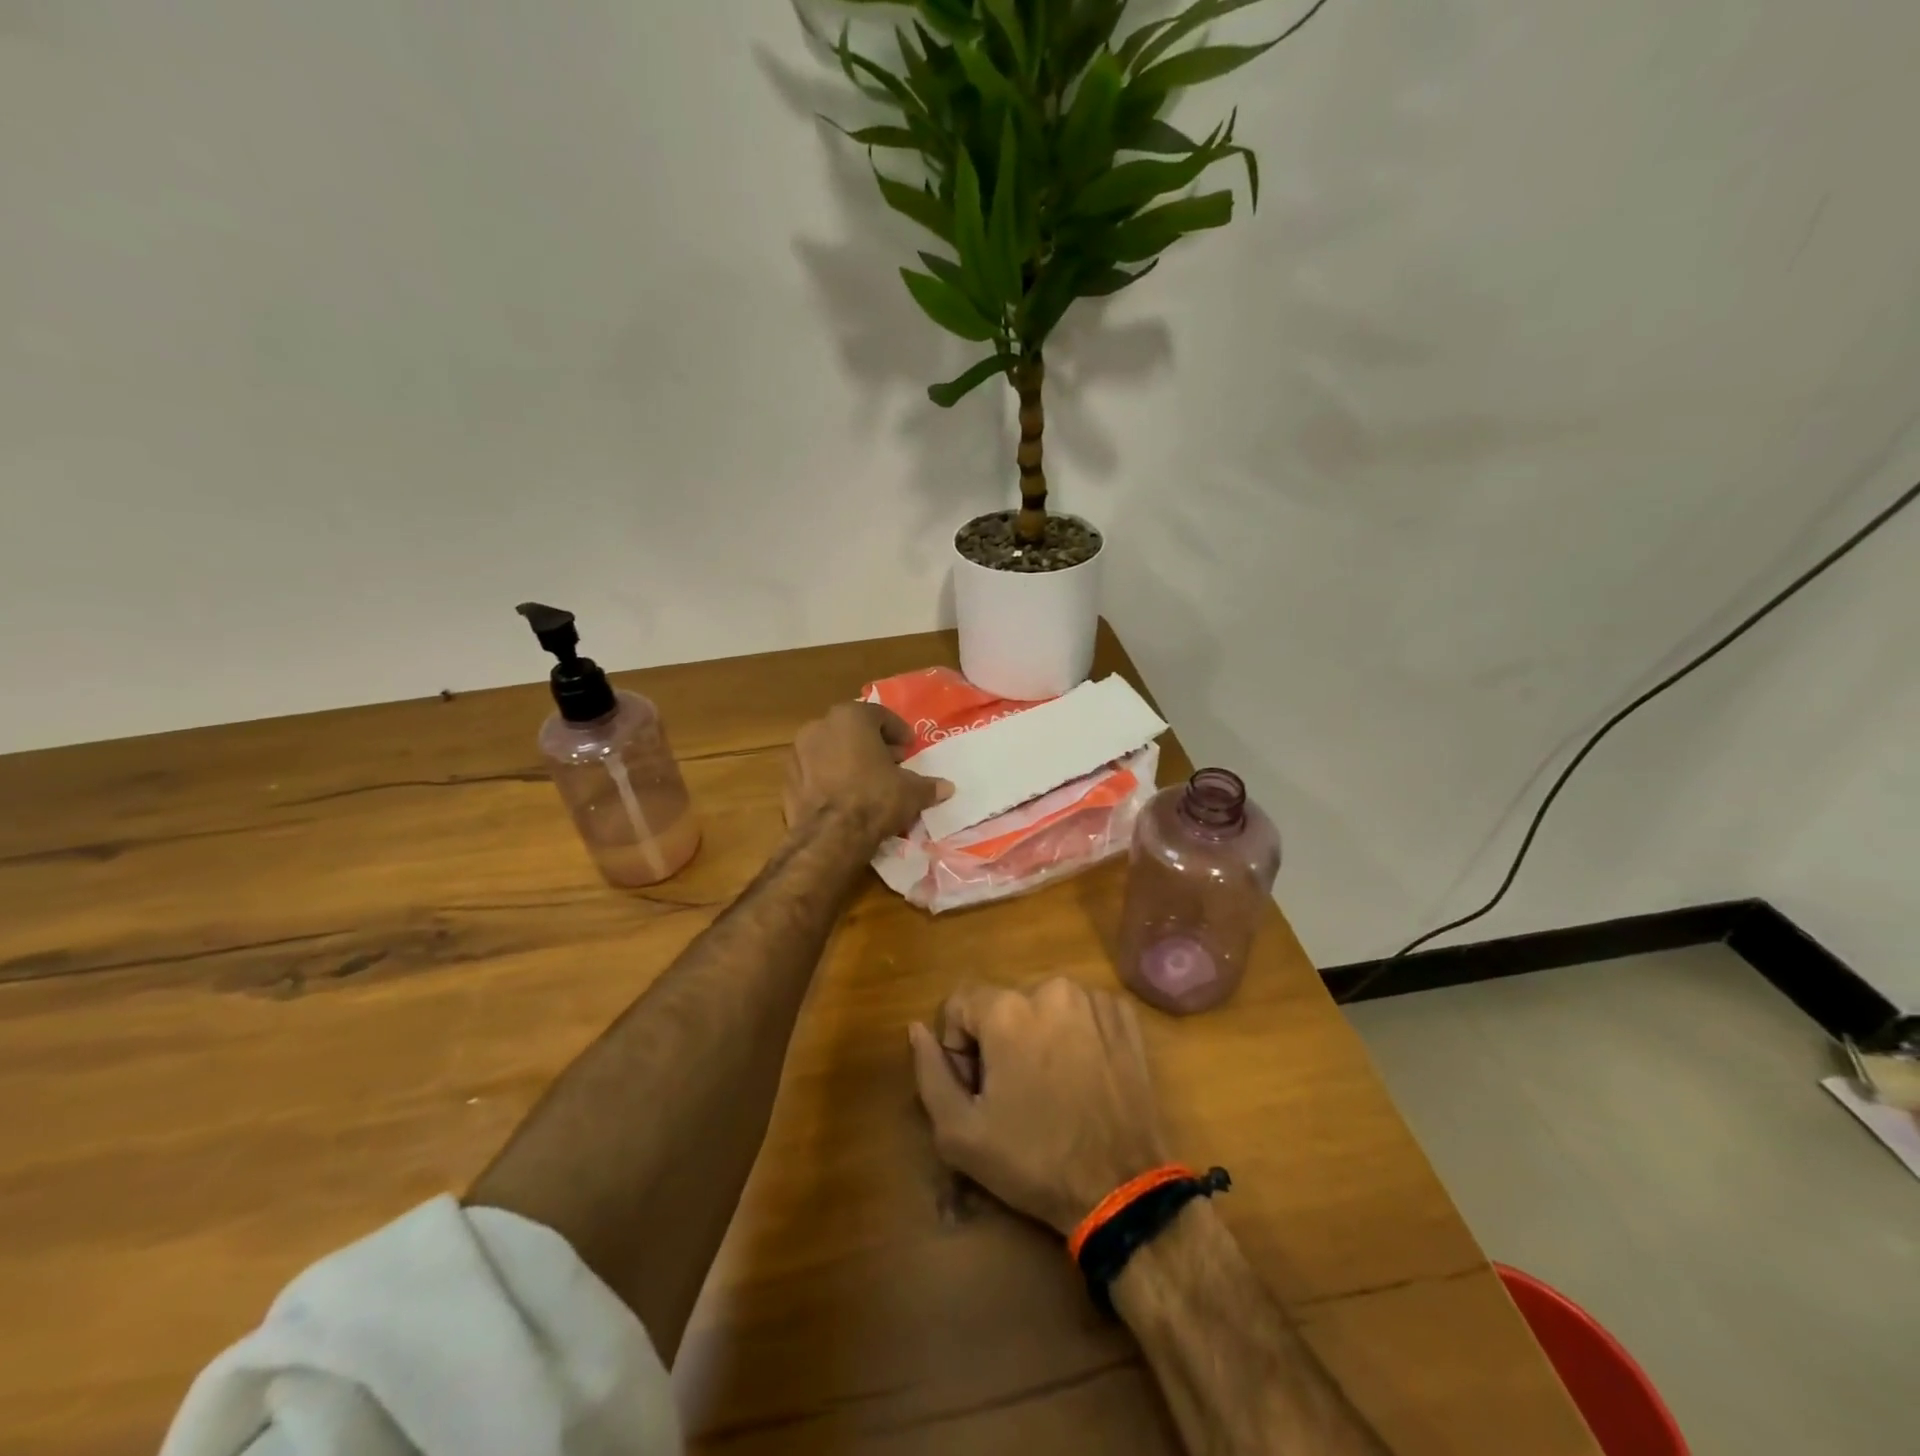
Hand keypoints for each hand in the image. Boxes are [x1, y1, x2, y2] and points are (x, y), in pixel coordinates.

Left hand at [783, 702, 951, 842]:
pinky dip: (830, 777)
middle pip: (852, 730)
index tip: (909, 748)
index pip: (880, 715)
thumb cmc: (874, 799)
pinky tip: (845, 796)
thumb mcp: (911, 792)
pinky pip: (815, 771)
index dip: (898, 732)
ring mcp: (798, 751)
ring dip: (849, 760)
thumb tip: (947, 788)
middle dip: (873, 744)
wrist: (829, 836)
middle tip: (891, 763)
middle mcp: (820, 726)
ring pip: (831, 749)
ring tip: (867, 781)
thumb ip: (928, 785)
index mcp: (850, 717)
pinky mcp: (787, 778)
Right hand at [910, 979, 1170, 1234]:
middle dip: (998, 1040)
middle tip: (1013, 1092)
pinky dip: (1075, 1033)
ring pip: (1043, 1005)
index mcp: (1008, 1009)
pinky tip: (1082, 1075)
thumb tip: (917, 1029)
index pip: (960, 1003)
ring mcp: (1093, 999)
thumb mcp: (959, 1132)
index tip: (977, 1088)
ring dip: (1037, 1034)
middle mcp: (1051, 988)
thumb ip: (930, 1072)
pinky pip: (1081, 1011)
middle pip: (1004, 1004)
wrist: (1121, 1188)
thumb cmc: (1033, 1160)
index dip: (958, 1046)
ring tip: (1051, 1086)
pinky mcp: (1123, 1015)